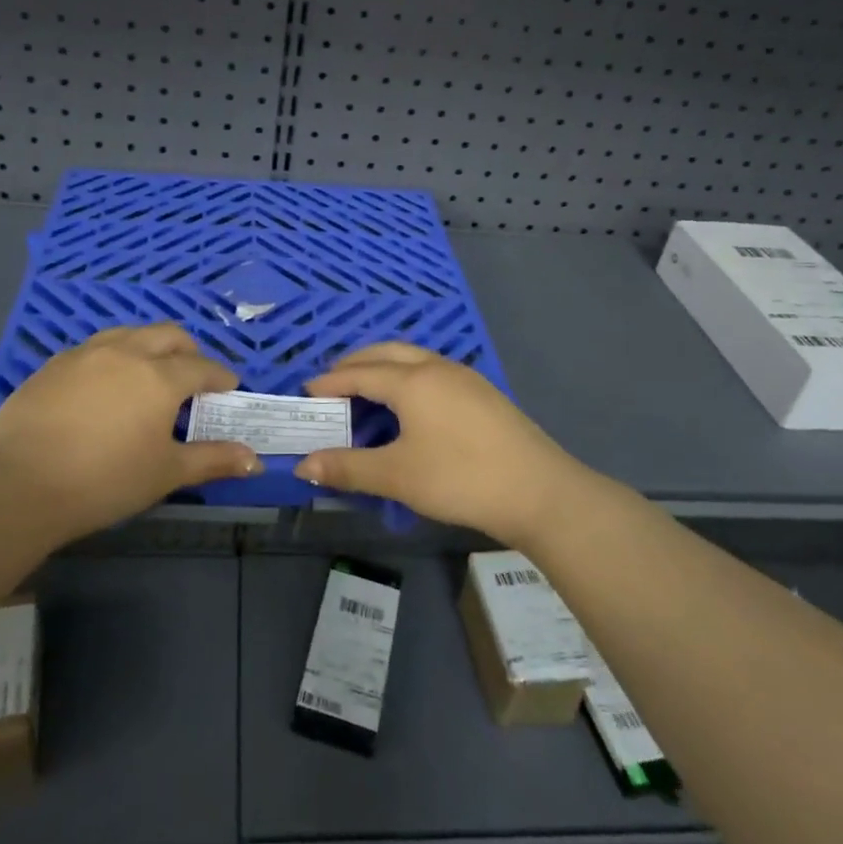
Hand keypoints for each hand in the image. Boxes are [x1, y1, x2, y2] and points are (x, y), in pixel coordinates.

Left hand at [0, 324, 259, 542]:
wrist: (18, 485)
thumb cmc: (104, 481)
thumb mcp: (165, 473)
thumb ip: (212, 460)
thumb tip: (255, 461)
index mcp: (159, 376)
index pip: (202, 367)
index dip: (220, 377)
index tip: (228, 388)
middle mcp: (126, 352)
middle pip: (168, 335)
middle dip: (188, 352)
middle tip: (192, 377)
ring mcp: (85, 354)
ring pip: (129, 334)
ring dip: (149, 347)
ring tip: (149, 374)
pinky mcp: (53, 364)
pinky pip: (95, 349)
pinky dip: (113, 358)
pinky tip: (104, 387)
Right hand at [295, 342, 586, 546]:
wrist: (538, 490)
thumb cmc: (460, 479)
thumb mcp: (397, 476)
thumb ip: (348, 468)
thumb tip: (303, 464)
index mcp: (412, 381)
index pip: (360, 373)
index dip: (330, 381)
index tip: (307, 391)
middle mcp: (436, 368)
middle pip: (387, 353)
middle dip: (356, 362)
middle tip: (332, 379)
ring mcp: (465, 377)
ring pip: (414, 357)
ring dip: (384, 365)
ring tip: (367, 386)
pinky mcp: (483, 393)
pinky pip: (433, 370)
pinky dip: (408, 375)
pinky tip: (412, 401)